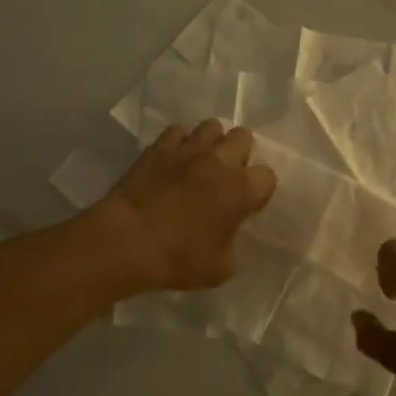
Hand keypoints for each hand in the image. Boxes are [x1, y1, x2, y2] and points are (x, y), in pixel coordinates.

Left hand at [89, 121, 276, 291]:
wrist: (127, 241)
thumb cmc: (178, 258)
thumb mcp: (220, 269)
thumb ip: (232, 245)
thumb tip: (227, 236)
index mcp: (241, 189)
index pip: (267, 176)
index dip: (259, 190)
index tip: (247, 205)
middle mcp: (219, 161)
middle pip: (243, 136)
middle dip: (240, 153)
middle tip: (227, 176)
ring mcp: (188, 149)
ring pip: (211, 126)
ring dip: (211, 142)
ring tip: (201, 162)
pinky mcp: (158, 147)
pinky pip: (177, 131)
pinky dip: (179, 142)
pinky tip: (172, 160)